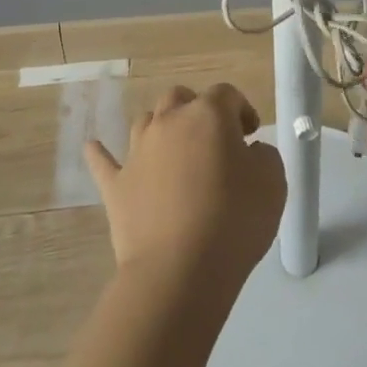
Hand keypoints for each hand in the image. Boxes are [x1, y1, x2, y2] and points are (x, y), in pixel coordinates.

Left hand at [85, 83, 284, 289]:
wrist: (179, 272)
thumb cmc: (234, 220)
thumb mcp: (273, 182)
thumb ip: (264, 155)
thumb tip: (249, 152)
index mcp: (209, 114)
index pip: (226, 94)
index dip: (241, 109)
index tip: (250, 135)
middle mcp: (169, 122)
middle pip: (180, 97)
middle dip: (196, 109)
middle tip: (212, 139)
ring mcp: (137, 152)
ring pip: (145, 121)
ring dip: (161, 128)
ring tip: (174, 150)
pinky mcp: (116, 186)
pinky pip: (104, 161)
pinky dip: (100, 153)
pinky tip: (92, 147)